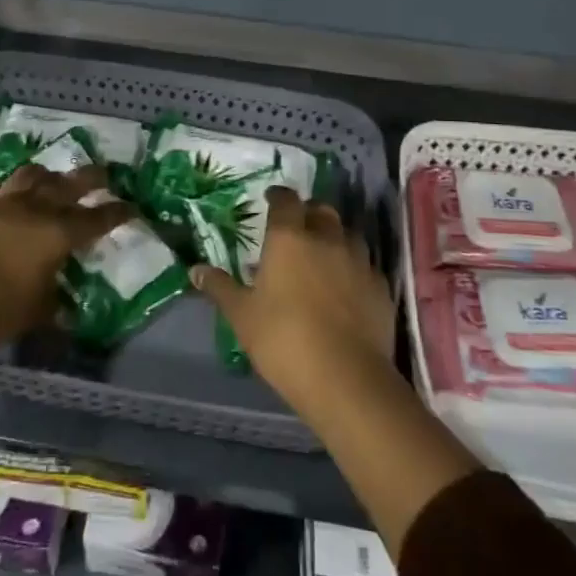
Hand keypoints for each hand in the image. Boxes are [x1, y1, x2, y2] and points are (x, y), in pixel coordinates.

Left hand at [0, 162, 133, 356]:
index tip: (131, 207)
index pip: (96, 219)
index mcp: (57, 234)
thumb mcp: (39, 312)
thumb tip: (67, 302)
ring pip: (29, 176)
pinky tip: (5, 193)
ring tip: (52, 177)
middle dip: (89, 178)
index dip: (116, 212)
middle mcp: (33, 210)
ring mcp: (0, 204)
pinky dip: (4, 190)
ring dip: (45, 175)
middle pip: (66, 185)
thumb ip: (56, 301)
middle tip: (103, 174)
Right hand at [191, 186, 393, 409]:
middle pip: (321, 211)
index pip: (286, 200)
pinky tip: (347, 288)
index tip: (270, 199)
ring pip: (348, 235)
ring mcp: (359, 262)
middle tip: (296, 229)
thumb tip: (195, 270)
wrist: (346, 378)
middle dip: (309, 213)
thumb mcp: (242, 315)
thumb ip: (220, 287)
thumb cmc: (284, 340)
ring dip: (335, 239)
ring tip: (323, 257)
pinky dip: (354, 269)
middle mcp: (327, 239)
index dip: (278, 196)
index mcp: (290, 239)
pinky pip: (366, 266)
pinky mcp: (381, 288)